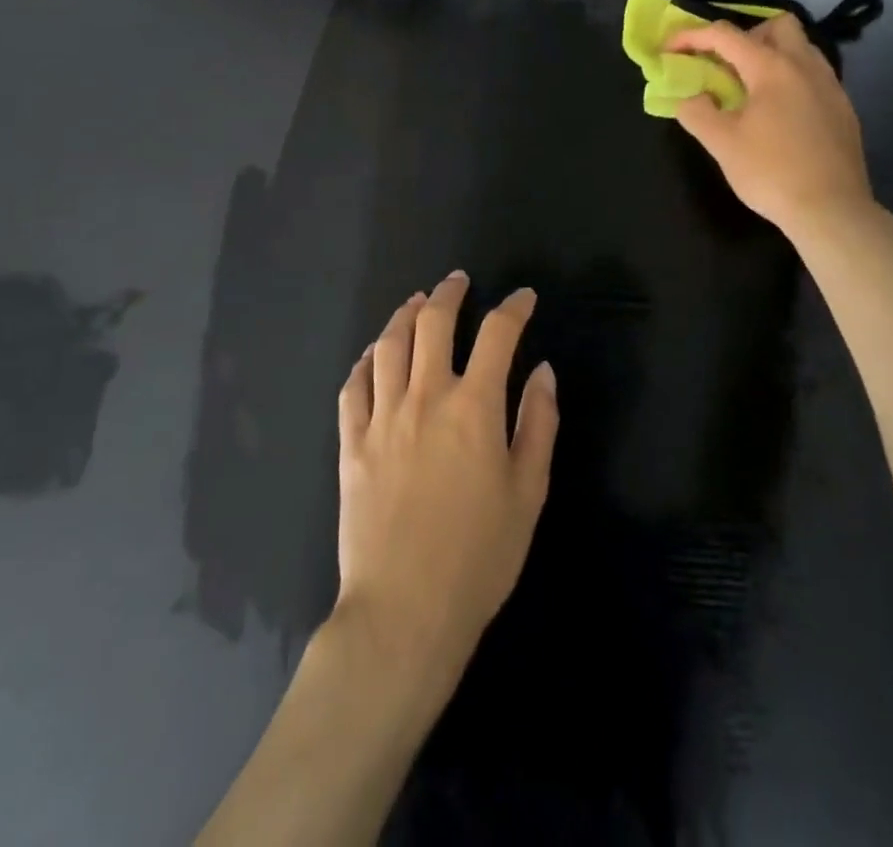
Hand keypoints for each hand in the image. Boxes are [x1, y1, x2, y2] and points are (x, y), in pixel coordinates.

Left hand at [334, 273, 557, 700]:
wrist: (404, 611)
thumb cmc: (479, 556)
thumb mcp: (528, 492)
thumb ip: (538, 424)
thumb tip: (542, 372)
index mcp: (474, 407)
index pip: (498, 334)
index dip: (514, 308)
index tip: (523, 298)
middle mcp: (426, 396)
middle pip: (433, 323)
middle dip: (450, 294)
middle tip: (459, 282)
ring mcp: (382, 416)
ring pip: (388, 344)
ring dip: (404, 315)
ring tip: (416, 302)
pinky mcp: (351, 442)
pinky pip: (353, 385)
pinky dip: (366, 360)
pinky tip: (373, 355)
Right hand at [666, 14, 880, 245]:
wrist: (831, 210)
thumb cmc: (771, 173)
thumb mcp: (721, 144)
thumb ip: (697, 112)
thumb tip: (691, 98)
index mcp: (771, 68)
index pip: (725, 35)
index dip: (691, 37)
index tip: (669, 50)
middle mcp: (805, 66)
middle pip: (777, 25)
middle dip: (746, 35)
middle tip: (726, 66)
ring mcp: (830, 86)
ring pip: (801, 48)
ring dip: (772, 55)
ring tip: (751, 89)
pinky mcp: (843, 109)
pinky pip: (814, 75)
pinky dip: (791, 79)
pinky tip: (780, 114)